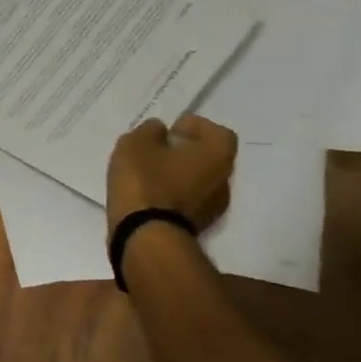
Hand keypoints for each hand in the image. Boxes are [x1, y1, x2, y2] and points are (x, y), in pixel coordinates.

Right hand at [106, 114, 236, 231]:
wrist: (145, 234)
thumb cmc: (145, 180)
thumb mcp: (136, 143)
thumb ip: (150, 130)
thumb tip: (159, 131)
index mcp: (217, 155)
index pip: (217, 132)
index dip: (195, 126)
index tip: (171, 129)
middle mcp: (224, 180)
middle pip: (209, 158)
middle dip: (186, 151)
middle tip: (159, 149)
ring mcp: (214, 207)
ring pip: (199, 181)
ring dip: (179, 174)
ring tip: (150, 173)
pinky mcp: (197, 225)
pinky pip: (188, 200)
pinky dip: (173, 193)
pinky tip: (150, 194)